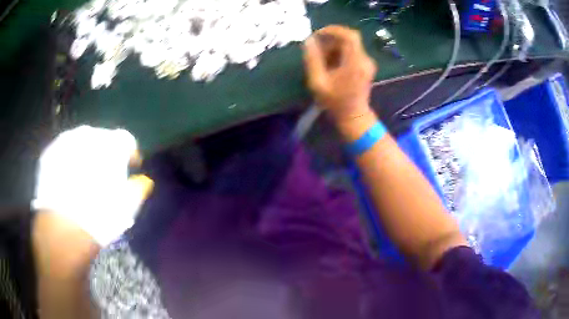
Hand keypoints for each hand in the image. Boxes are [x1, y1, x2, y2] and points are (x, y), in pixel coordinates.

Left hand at [32, 125, 152, 245]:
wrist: (63, 229)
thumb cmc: (100, 216)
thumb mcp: (127, 206)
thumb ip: (139, 188)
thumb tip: (144, 181)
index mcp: (110, 144)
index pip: (127, 140)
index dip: (131, 154)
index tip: (132, 168)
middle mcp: (87, 134)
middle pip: (101, 138)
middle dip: (105, 154)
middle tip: (105, 175)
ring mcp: (65, 140)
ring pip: (80, 142)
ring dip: (85, 156)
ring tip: (83, 178)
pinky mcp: (49, 153)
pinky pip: (62, 151)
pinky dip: (67, 161)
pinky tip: (66, 180)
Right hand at [303, 25, 376, 122]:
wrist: (353, 116)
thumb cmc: (335, 102)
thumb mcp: (318, 82)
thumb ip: (312, 60)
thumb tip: (309, 40)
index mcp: (355, 63)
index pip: (350, 36)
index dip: (334, 30)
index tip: (319, 34)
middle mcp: (364, 60)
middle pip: (347, 40)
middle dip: (330, 41)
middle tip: (316, 52)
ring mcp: (367, 63)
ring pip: (349, 45)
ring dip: (333, 48)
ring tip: (321, 61)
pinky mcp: (366, 65)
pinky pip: (351, 52)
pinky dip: (339, 53)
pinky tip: (330, 64)